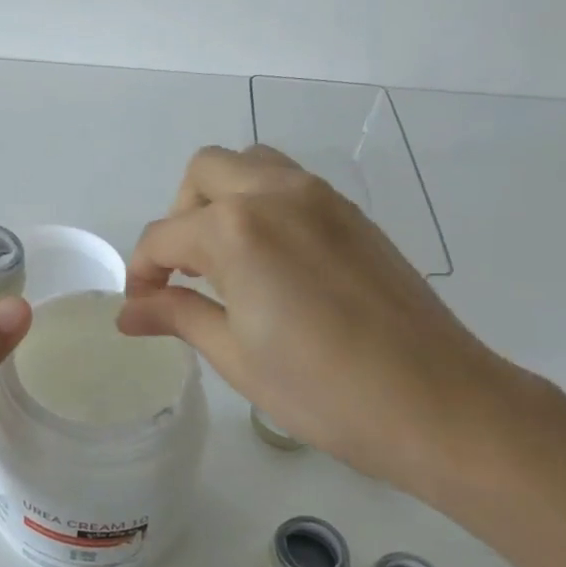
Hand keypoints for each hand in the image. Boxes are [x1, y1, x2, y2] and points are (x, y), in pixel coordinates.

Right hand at [119, 145, 535, 497]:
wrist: (437, 402)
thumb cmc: (323, 390)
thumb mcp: (236, 356)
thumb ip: (178, 316)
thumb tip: (128, 312)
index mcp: (236, 231)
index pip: (164, 237)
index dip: (142, 272)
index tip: (141, 307)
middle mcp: (274, 194)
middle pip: (203, 174)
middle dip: (178, 216)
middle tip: (184, 271)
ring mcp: (320, 197)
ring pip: (249, 164)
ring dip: (221, 197)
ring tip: (225, 257)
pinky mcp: (351, 212)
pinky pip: (289, 182)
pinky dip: (262, 202)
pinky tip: (272, 260)